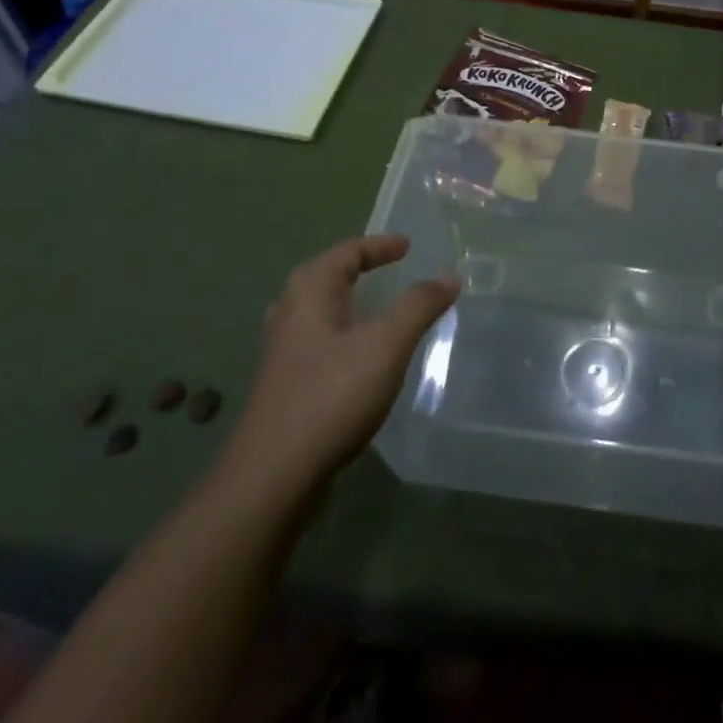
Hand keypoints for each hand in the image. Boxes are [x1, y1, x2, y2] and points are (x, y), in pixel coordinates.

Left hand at [219, 234, 457, 496]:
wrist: (273, 476)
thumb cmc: (332, 396)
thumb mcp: (387, 345)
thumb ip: (419, 305)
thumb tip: (449, 275)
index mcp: (309, 293)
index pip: (346, 252)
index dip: (379, 245)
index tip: (406, 245)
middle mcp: (289, 314)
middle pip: (325, 276)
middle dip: (358, 268)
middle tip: (389, 268)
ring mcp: (282, 352)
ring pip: (318, 311)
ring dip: (348, 301)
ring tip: (376, 307)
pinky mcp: (284, 385)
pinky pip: (318, 340)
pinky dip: (343, 332)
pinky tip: (359, 356)